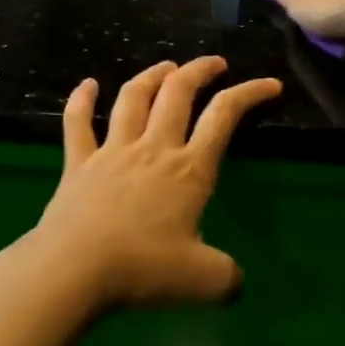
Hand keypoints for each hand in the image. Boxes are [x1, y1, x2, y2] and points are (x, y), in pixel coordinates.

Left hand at [25, 57, 281, 311]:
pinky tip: (87, 83)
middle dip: (199, 71)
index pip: (224, 117)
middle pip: (178, 93)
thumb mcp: (203, 282)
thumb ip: (227, 277)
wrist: (74, 270)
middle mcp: (153, 149)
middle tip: (214, 63)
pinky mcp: (78, 163)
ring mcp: (112, 151)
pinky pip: (78, 122)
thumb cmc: (142, 269)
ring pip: (133, 98)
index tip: (270, 83)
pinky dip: (81, 99)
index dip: (249, 94)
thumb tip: (236, 282)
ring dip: (152, 76)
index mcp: (188, 170)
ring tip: (166, 66)